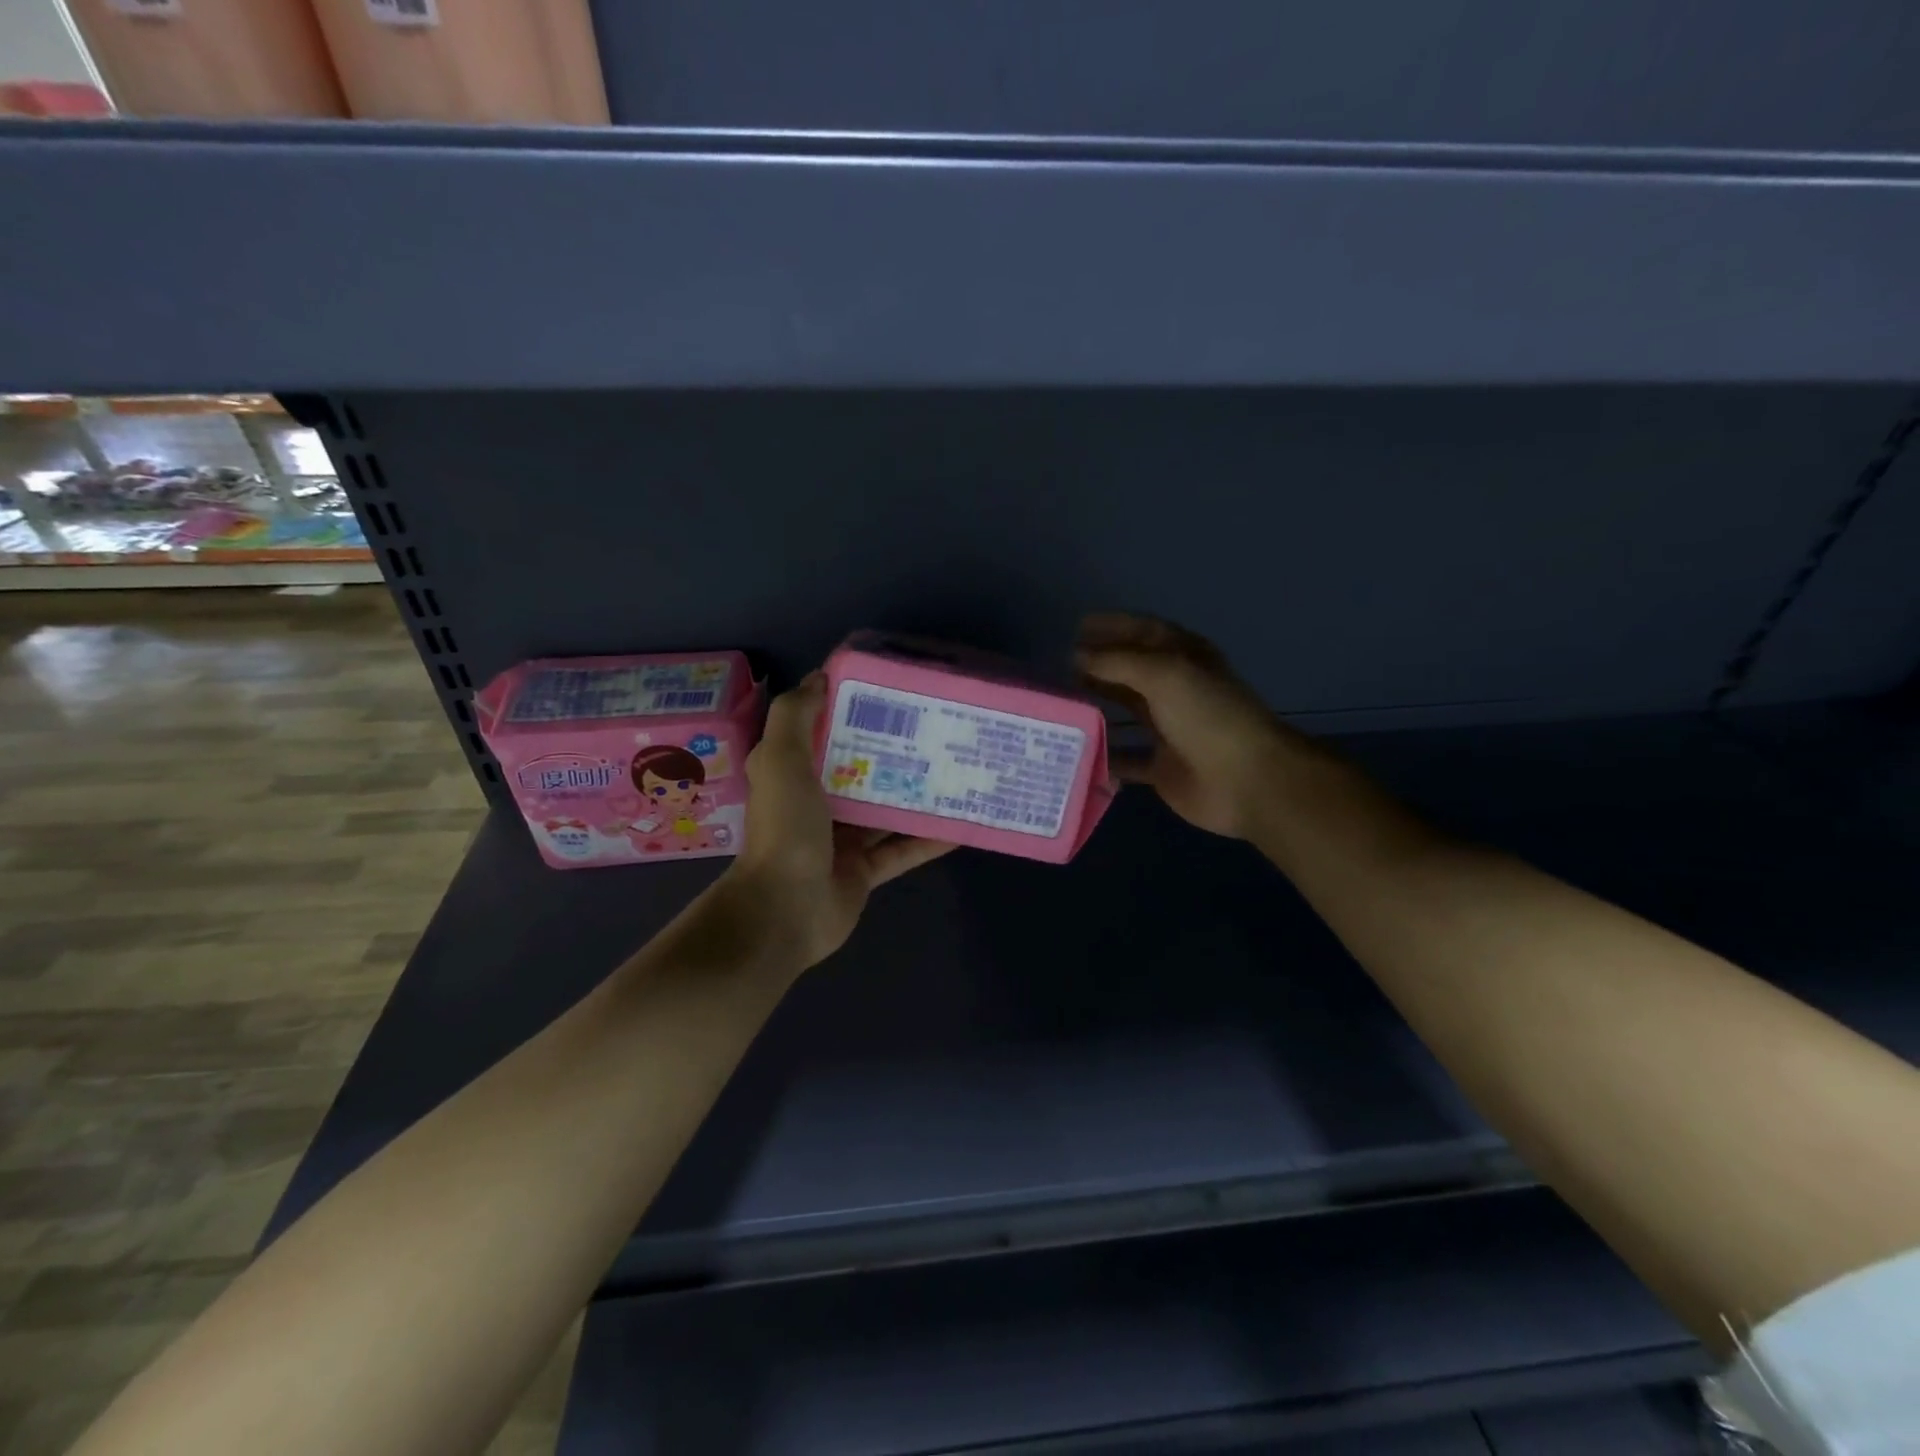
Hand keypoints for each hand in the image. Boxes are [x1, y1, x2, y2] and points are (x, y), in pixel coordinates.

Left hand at [726, 672, 954, 968]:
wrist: (784, 912)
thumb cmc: (785, 830)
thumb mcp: (782, 761)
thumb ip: (795, 717)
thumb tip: (820, 677)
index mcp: (793, 773)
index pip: (825, 733)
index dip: (853, 711)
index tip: (891, 692)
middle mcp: (816, 803)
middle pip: (861, 770)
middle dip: (895, 751)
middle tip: (937, 728)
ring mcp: (842, 839)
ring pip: (886, 810)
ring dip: (916, 794)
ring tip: (957, 768)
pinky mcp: (864, 871)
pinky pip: (902, 849)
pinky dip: (927, 839)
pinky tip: (960, 823)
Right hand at [1077, 613, 1292, 839]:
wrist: (1245, 779)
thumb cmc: (1206, 715)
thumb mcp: (1163, 673)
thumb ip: (1116, 662)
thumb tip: (1076, 656)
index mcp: (1184, 658)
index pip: (1144, 631)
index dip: (1113, 626)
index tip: (1076, 627)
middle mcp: (1176, 690)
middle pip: (1131, 672)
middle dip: (1098, 666)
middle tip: (1058, 667)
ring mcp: (1169, 730)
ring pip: (1125, 712)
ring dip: (1096, 707)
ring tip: (1059, 704)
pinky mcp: (1161, 767)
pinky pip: (1124, 759)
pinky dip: (1102, 756)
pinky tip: (1073, 750)